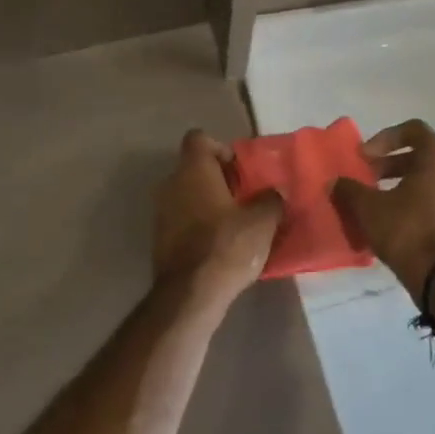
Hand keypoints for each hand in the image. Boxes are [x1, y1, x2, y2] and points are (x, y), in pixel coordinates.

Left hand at [152, 130, 283, 313]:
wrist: (189, 295)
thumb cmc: (227, 246)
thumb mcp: (262, 221)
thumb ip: (271, 199)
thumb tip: (274, 192)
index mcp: (193, 170)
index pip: (199, 138)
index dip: (221, 148)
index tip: (240, 170)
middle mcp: (171, 183)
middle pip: (195, 168)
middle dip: (220, 179)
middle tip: (245, 198)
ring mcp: (161, 211)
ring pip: (188, 194)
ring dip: (209, 203)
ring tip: (236, 224)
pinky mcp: (160, 238)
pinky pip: (182, 219)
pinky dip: (199, 224)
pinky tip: (220, 245)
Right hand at [331, 119, 434, 302]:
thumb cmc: (408, 232)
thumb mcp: (369, 209)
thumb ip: (350, 190)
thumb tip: (335, 183)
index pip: (414, 130)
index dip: (385, 138)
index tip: (365, 157)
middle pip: (421, 157)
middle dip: (390, 166)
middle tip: (367, 180)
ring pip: (431, 183)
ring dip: (404, 187)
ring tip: (380, 205)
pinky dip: (419, 206)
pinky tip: (398, 226)